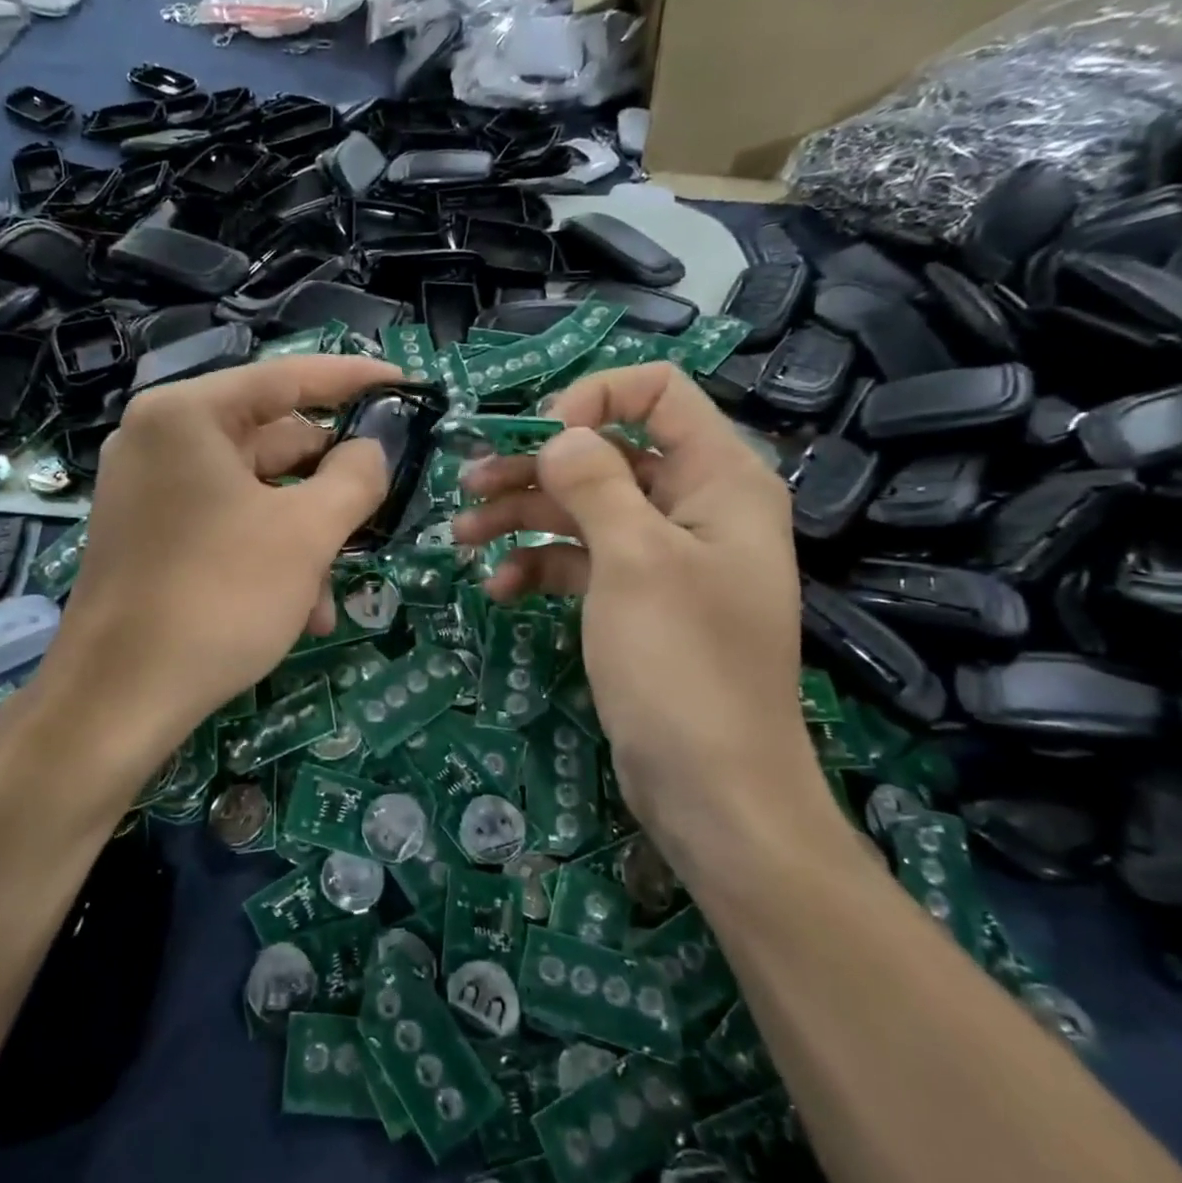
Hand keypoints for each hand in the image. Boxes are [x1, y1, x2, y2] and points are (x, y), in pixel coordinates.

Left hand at [35, 356, 399, 775]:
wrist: (118, 699)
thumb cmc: (219, 597)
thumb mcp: (306, 533)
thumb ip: (355, 477)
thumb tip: (371, 450)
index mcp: (188, 416)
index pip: (287, 379)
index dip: (354, 380)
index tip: (406, 384)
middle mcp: (160, 441)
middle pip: (271, 443)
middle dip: (329, 486)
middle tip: (380, 507)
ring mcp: (149, 492)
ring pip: (254, 496)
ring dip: (304, 539)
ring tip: (333, 595)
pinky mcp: (148, 538)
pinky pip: (225, 528)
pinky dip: (267, 558)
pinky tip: (300, 613)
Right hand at [453, 363, 834, 872]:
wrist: (713, 790)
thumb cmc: (682, 665)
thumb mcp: (635, 561)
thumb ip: (595, 483)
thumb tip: (558, 436)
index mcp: (718, 479)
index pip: (657, 392)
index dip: (593, 400)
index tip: (537, 440)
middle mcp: (693, 506)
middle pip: (607, 452)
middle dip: (536, 465)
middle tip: (468, 483)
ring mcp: (662, 556)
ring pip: (584, 507)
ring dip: (523, 514)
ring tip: (463, 534)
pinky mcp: (635, 599)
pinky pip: (581, 560)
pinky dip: (540, 564)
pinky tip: (501, 587)